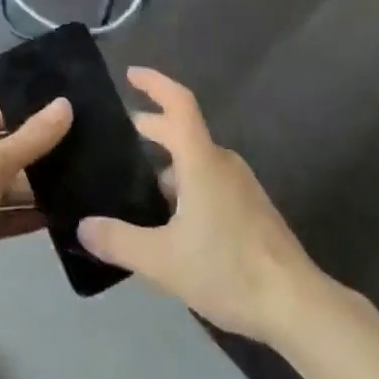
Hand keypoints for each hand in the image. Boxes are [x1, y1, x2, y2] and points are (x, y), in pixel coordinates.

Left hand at [0, 97, 72, 323]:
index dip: (32, 118)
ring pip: (1, 185)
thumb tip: (66, 104)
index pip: (0, 115)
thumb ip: (32, 138)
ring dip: (31, 190)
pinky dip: (19, 216)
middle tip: (80, 159)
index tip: (70, 124)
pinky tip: (52, 219)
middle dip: (36, 157)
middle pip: (3, 150)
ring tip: (74, 190)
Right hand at [77, 69, 320, 342]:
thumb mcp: (163, 261)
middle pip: (183, 131)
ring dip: (166, 163)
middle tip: (118, 136)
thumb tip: (83, 226)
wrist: (296, 304)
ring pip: (196, 160)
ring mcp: (240, 186)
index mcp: (201, 160)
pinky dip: (184, 184)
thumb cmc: (228, 269)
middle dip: (151, 127)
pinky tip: (169, 220)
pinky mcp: (249, 209)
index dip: (154, 83)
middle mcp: (222, 163)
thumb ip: (119, 241)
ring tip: (136, 186)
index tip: (130, 74)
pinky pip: (209, 180)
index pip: (178, 103)